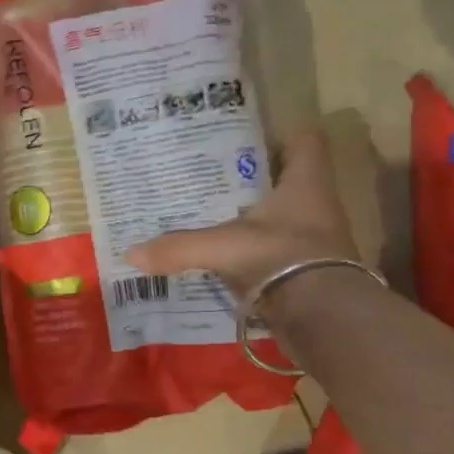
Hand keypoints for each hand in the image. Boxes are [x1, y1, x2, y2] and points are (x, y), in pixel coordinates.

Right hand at [125, 130, 359, 300]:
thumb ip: (178, 247)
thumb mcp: (221, 247)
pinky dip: (254, 256)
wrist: (322, 316)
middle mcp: (317, 206)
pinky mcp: (307, 272)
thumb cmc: (280, 258)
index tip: (248, 143)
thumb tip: (130, 253)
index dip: (282, 137)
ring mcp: (316, 242)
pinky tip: (226, 260)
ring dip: (254, 221)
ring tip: (213, 219)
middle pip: (288, 182)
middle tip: (214, 181)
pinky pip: (276, 254)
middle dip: (255, 182)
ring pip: (282, 219)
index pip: (306, 143)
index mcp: (306, 184)